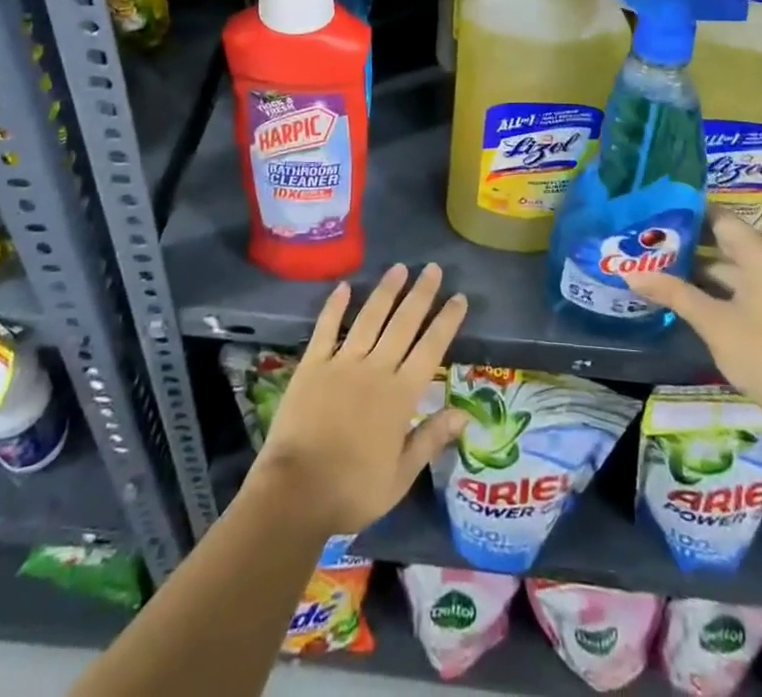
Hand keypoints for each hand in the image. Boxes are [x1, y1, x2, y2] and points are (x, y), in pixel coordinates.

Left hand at [249, 263, 468, 534]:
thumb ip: (431, 439)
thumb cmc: (353, 490)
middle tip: (433, 268)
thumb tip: (465, 414)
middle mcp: (375, 369)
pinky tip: (344, 286)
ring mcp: (342, 363)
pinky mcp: (312, 364)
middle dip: (421, 294)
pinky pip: (326, 328)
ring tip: (400, 268)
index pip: (431, 349)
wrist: (296, 492)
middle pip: (403, 323)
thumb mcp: (400, 476)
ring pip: (370, 317)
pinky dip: (335, 305)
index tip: (459, 297)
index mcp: (400, 396)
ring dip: (386, 291)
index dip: (446, 321)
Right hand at [627, 217, 761, 425]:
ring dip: (698, 265)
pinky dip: (715, 283)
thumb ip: (672, 292)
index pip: (718, 217)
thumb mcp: (712, 321)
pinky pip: (741, 282)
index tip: (653, 211)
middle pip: (724, 239)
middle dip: (687, 240)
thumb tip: (630, 275)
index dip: (686, 213)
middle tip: (647, 237)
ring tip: (657, 261)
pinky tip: (684, 288)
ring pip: (731, 263)